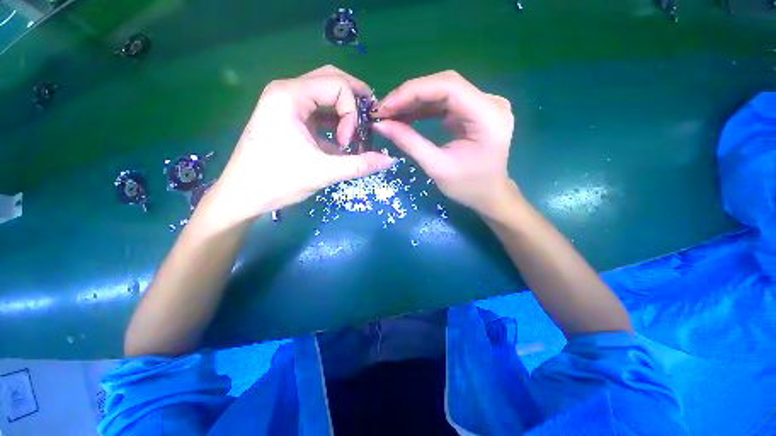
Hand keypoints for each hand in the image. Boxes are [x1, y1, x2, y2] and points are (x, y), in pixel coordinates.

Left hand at [213, 65, 394, 223]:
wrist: (242, 196)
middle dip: (354, 101)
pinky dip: (333, 123)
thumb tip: (390, 161)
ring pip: (324, 95)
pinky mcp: (287, 118)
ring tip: (355, 135)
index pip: (337, 85)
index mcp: (289, 96)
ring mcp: (285, 104)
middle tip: (369, 122)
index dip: (351, 113)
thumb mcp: (323, 173)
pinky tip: (340, 142)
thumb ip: (360, 165)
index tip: (348, 143)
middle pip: (331, 80)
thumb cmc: (278, 182)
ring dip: (344, 113)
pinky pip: (317, 112)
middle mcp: (286, 91)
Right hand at [373, 71, 515, 214]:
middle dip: (410, 95)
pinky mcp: (475, 110)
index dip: (412, 92)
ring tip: (391, 114)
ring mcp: (484, 104)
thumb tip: (381, 125)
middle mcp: (491, 102)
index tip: (385, 107)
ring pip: (443, 91)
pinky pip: (446, 102)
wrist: (489, 195)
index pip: (448, 87)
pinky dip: (424, 108)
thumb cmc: (468, 187)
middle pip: (445, 84)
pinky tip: (406, 115)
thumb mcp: (437, 167)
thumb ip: (410, 143)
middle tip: (384, 111)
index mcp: (488, 117)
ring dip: (414, 101)